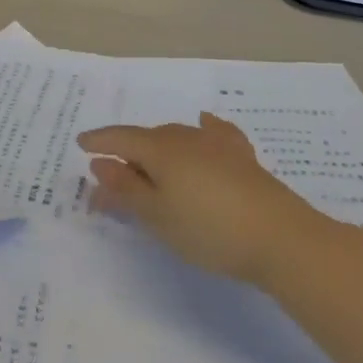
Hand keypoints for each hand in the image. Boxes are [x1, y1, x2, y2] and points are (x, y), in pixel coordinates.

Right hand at [78, 113, 315, 284]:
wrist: (281, 238)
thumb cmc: (209, 230)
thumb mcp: (157, 216)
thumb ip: (126, 189)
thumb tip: (100, 163)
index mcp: (160, 149)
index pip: (121, 138)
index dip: (99, 141)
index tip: (80, 144)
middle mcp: (185, 137)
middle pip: (148, 139)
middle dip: (127, 155)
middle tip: (113, 180)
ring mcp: (217, 144)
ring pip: (177, 137)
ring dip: (158, 150)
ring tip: (151, 168)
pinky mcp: (242, 157)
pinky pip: (215, 133)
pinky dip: (202, 130)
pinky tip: (204, 124)